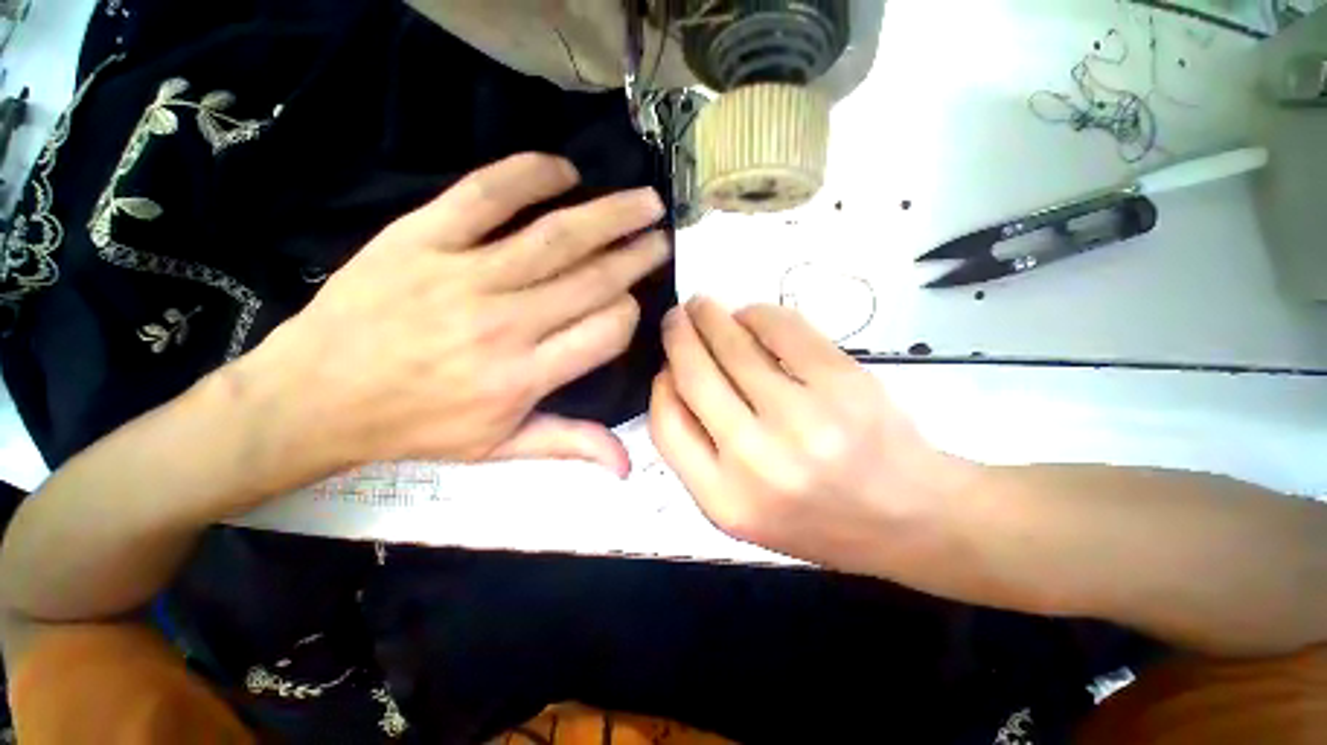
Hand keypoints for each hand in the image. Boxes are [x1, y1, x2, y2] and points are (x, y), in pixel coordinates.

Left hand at [236, 153, 669, 491]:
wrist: (314, 397)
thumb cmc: (416, 427)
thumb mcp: (498, 450)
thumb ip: (569, 445)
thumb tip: (626, 465)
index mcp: (524, 377)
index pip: (606, 332)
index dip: (629, 313)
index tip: (631, 303)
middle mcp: (505, 324)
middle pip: (592, 279)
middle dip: (637, 255)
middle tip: (662, 236)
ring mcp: (464, 276)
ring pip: (557, 237)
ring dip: (609, 214)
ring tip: (644, 201)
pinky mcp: (421, 238)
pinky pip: (485, 195)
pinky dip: (529, 176)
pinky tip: (563, 171)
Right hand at [650, 299, 979, 573]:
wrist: (909, 521)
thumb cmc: (818, 519)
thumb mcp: (743, 511)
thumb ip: (700, 455)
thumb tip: (676, 380)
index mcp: (724, 499)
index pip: (666, 424)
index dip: (660, 385)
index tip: (666, 366)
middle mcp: (756, 459)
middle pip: (695, 375)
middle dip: (678, 335)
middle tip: (676, 316)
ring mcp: (802, 417)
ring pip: (735, 345)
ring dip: (712, 316)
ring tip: (704, 306)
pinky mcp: (842, 382)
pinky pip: (784, 330)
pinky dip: (759, 314)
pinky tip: (751, 315)